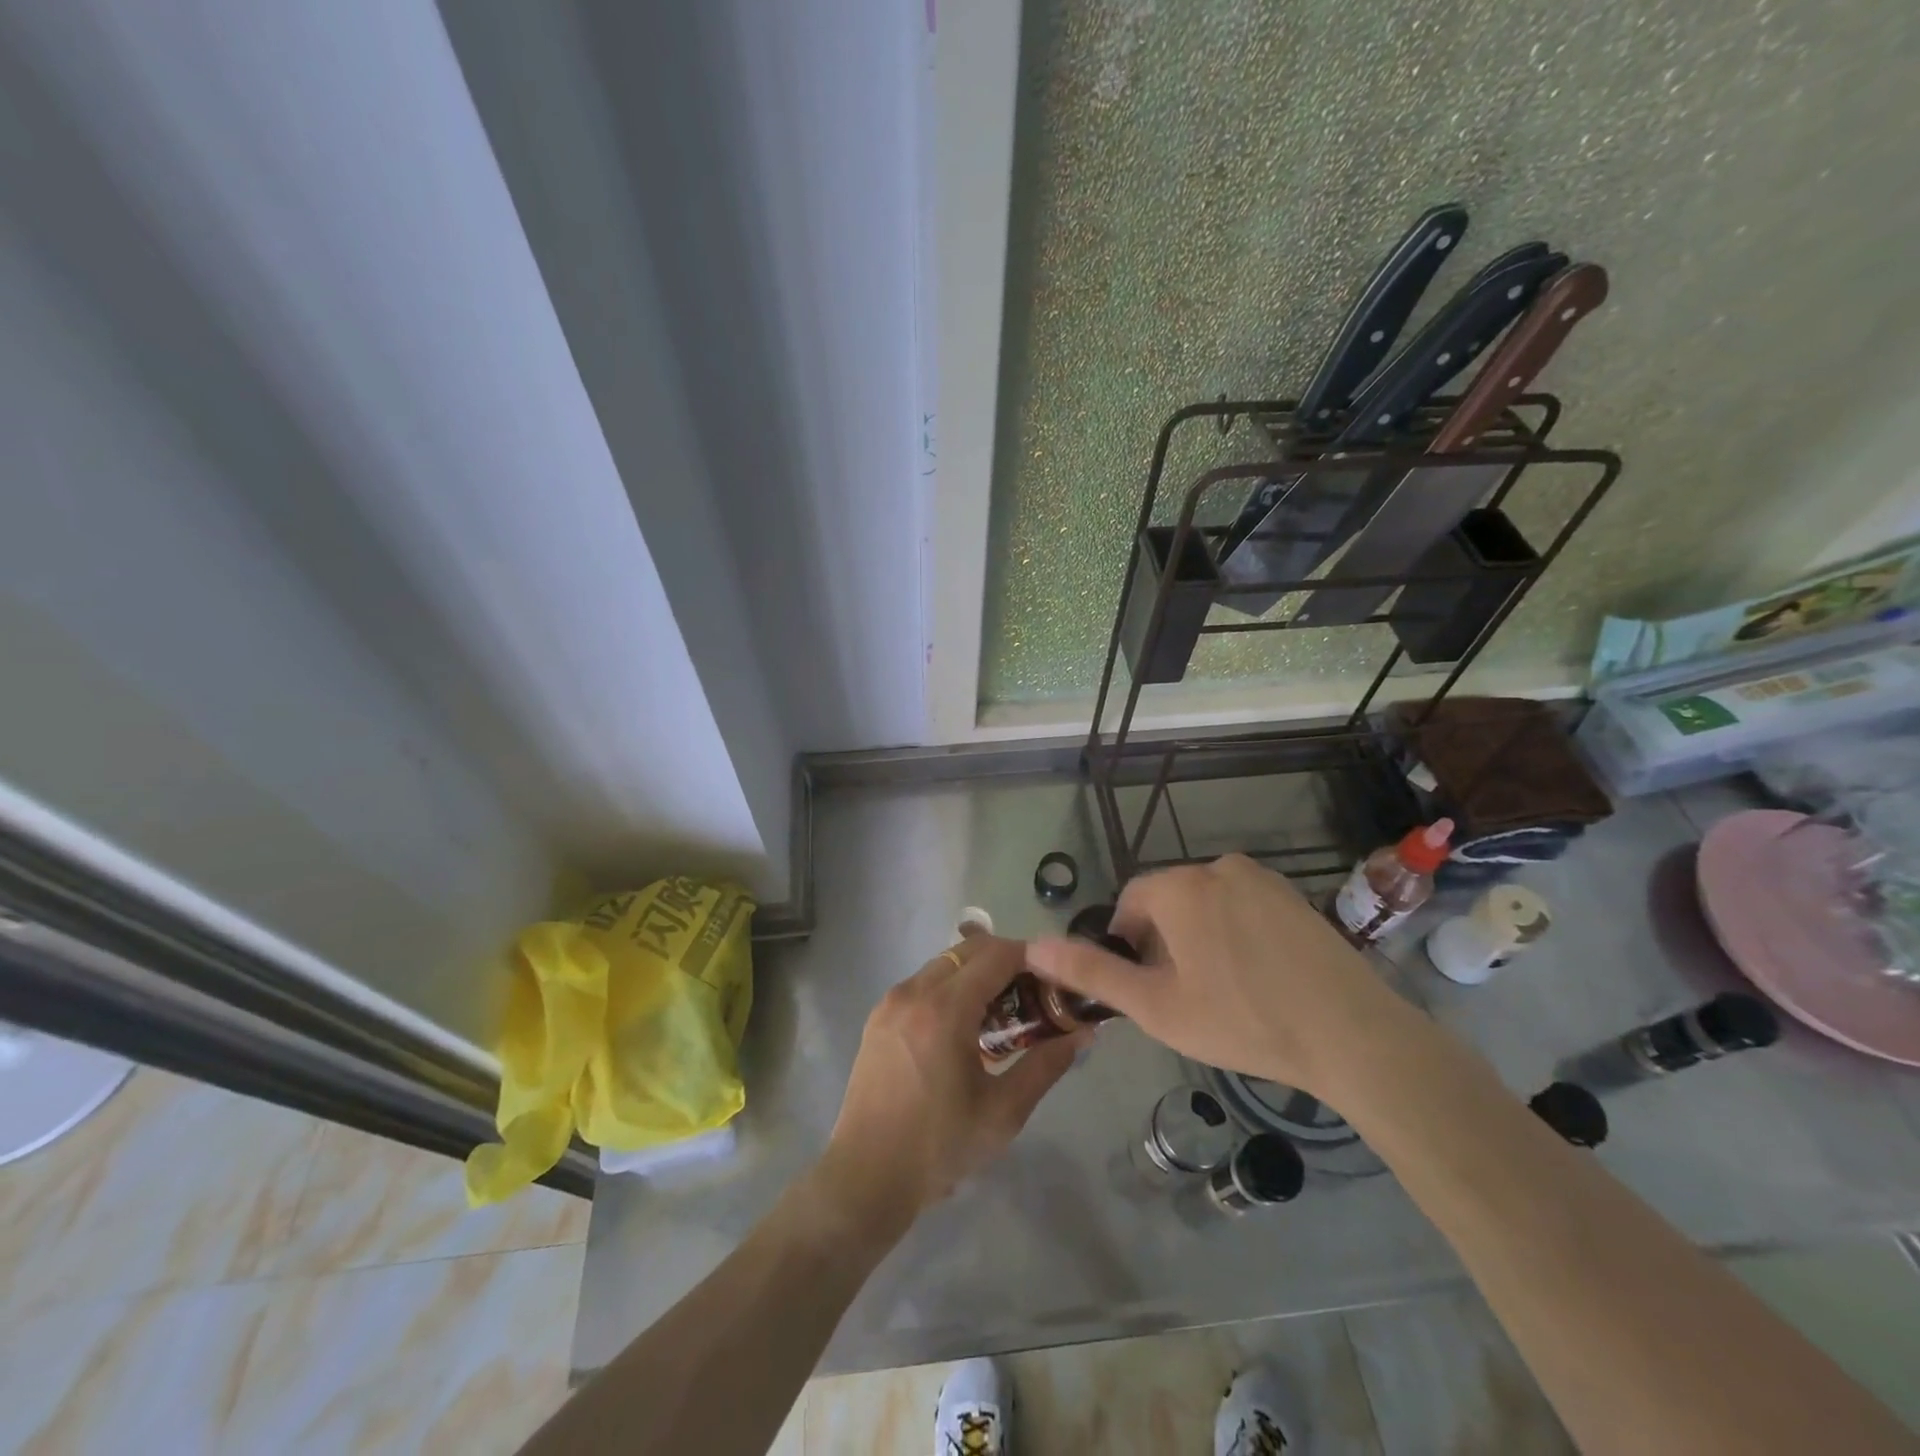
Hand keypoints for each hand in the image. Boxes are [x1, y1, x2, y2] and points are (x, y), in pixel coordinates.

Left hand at [818, 934, 1081, 1235]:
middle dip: (1005, 960)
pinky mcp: (878, 1017)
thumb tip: (1082, 1034)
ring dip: (977, 973)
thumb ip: (1045, 1065)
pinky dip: (950, 987)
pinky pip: (923, 983)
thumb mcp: (1003, 1111)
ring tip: (1002, 1012)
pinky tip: (965, 1026)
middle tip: (1033, 993)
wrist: (866, 1177)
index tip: (1055, 975)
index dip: (1030, 957)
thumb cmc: (939, 1147)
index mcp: (944, 1010)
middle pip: (968, 951)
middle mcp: (914, 992)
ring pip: (944, 964)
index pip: (996, 956)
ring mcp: (891, 1002)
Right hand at [1026, 854, 1411, 1095]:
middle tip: (1183, 996)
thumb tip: (1033, 946)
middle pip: (1168, 901)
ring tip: (1221, 990)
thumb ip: (1091, 973)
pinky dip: (1235, 933)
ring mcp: (1261, 878)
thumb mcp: (1156, 1006)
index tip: (1147, 987)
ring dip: (1199, 937)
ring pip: (1206, 903)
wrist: (1352, 1034)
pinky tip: (1257, 977)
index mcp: (1179, 886)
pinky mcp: (1293, 895)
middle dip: (1164, 942)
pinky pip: (1243, 906)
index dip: (1129, 946)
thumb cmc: (1242, 1020)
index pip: (1130, 903)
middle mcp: (1216, 867)